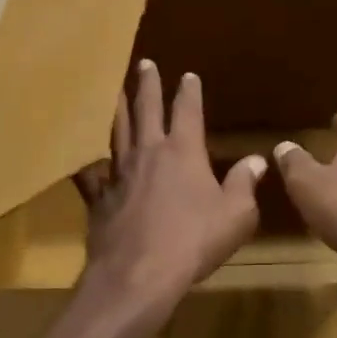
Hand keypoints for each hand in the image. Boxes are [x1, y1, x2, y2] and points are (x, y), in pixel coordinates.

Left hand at [71, 59, 266, 323]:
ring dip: (116, 108)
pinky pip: (91, 173)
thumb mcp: (235, 215)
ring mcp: (120, 172)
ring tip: (112, 90)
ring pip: (116, 130)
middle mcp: (149, 152)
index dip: (189, 91)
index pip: (187, 111)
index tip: (188, 75)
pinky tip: (79, 156)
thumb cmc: (194, 241)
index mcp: (183, 151)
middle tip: (143, 64)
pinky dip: (87, 162)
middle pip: (146, 109)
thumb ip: (244, 184)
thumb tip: (257, 160)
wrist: (138, 274)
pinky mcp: (100, 197)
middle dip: (147, 85)